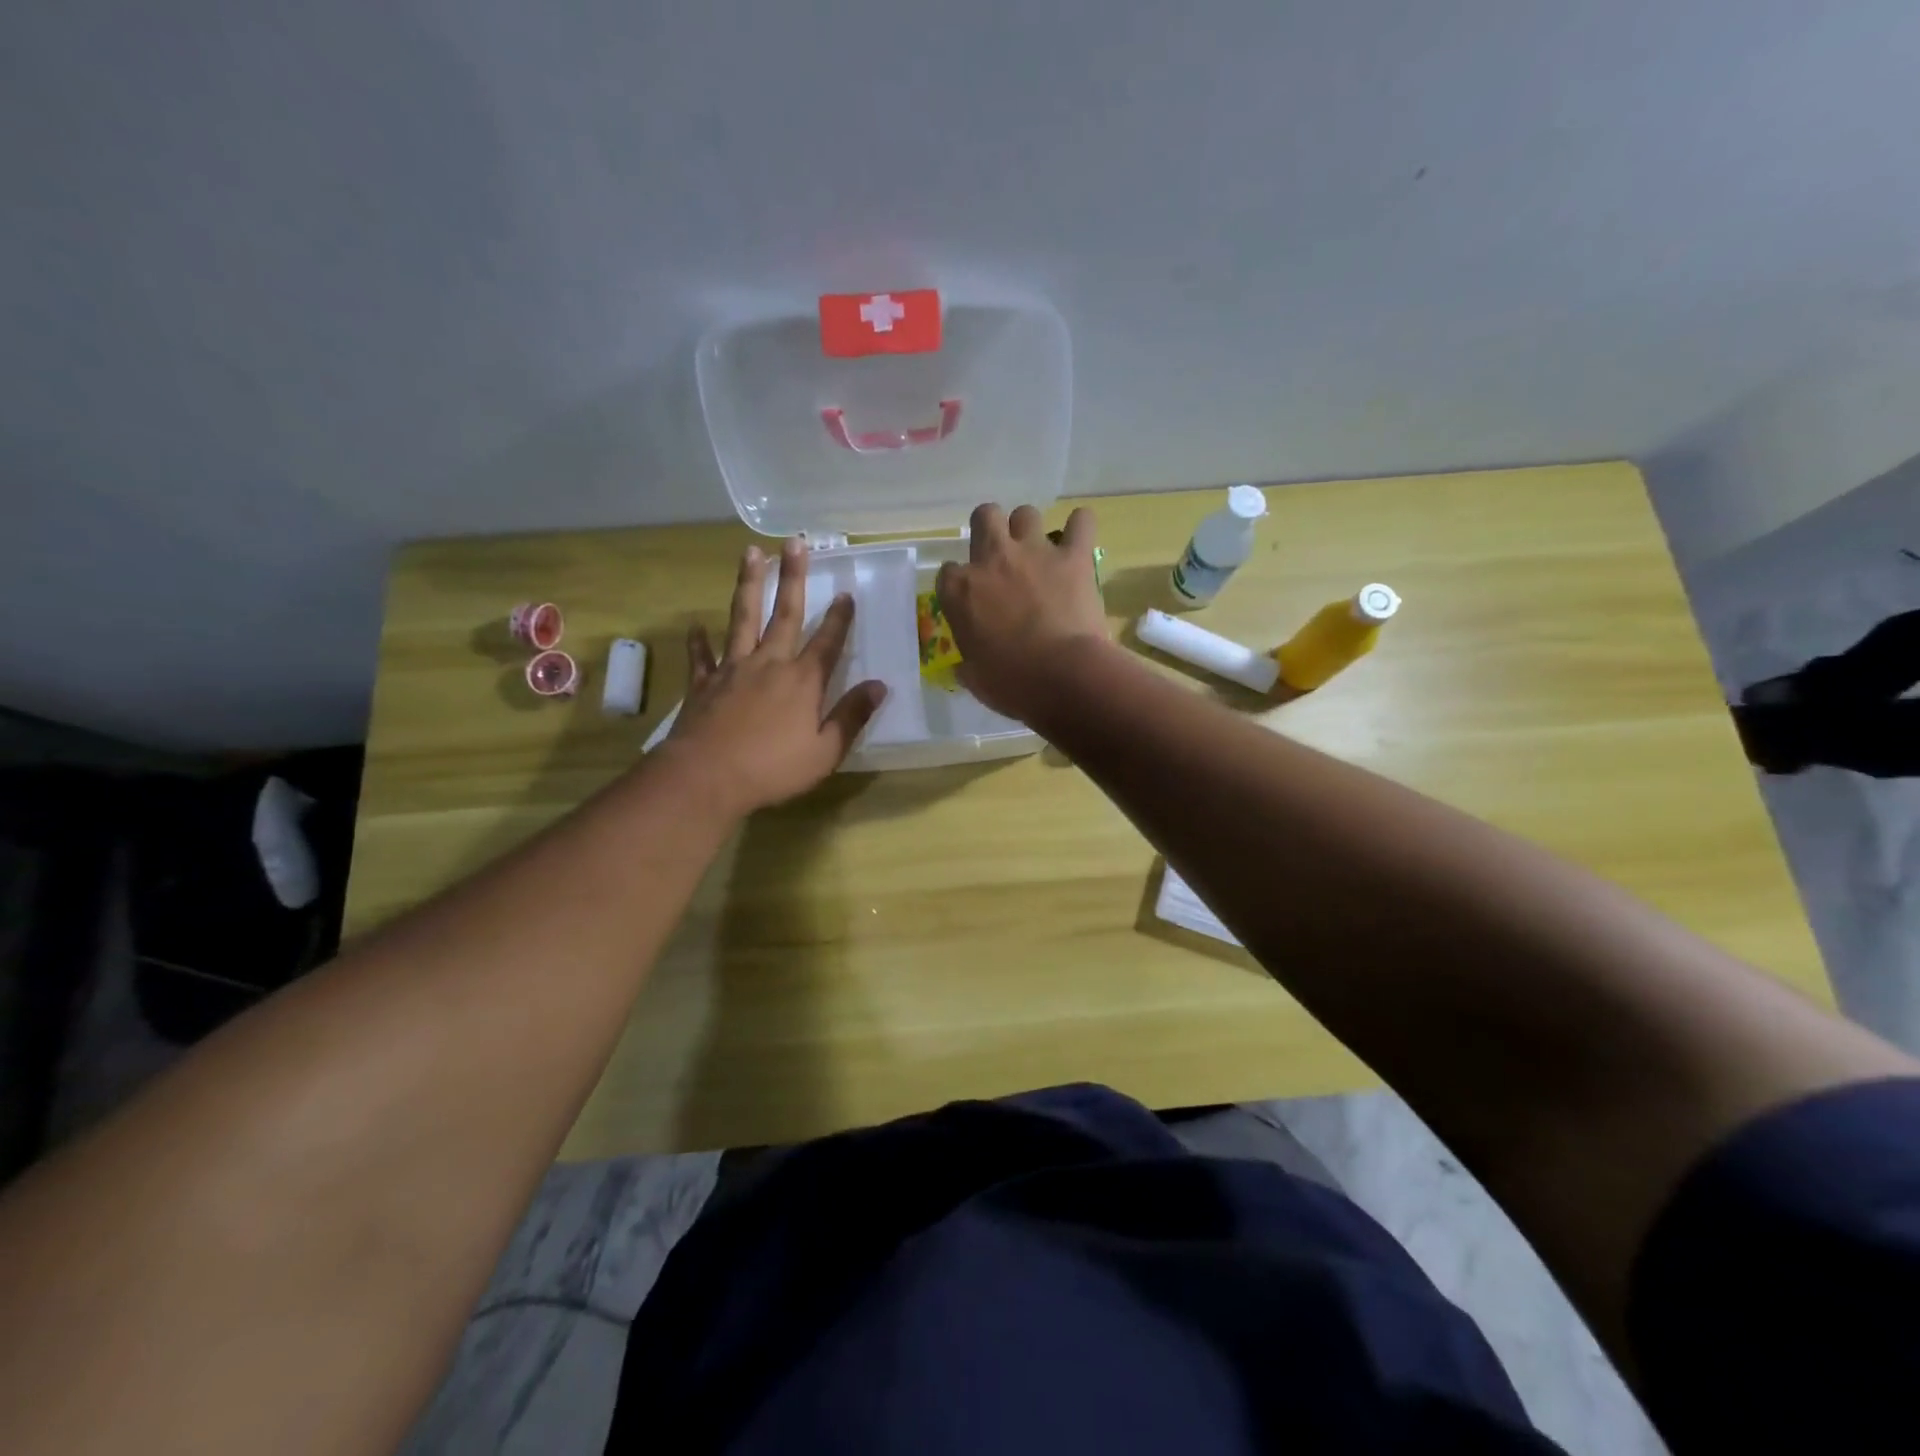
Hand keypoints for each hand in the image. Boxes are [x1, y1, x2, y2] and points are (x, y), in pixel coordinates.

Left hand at [665, 537, 886, 814]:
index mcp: (802, 681)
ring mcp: (732, 670)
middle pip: (785, 614)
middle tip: (795, 542)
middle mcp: (769, 664)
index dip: (840, 618)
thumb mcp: (825, 751)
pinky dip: (698, 642)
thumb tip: (879, 686)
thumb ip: (851, 716)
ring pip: (742, 619)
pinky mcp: (703, 684)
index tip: (847, 592)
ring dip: (749, 585)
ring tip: (751, 553)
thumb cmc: (772, 769)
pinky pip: (702, 657)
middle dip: (793, 578)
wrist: (706, 777)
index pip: (827, 642)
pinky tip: (696, 626)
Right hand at [934, 503, 1111, 721]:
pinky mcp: (1074, 557)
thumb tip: (966, 669)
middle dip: (991, 529)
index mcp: (960, 591)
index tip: (971, 601)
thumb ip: (968, 663)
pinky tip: (1079, 540)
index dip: (960, 585)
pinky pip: (1081, 522)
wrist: (1062, 677)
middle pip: (985, 517)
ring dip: (1030, 529)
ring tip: (1039, 553)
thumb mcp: (976, 677)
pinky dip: (1080, 527)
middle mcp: (992, 560)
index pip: (948, 572)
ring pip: (1026, 513)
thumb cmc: (1011, 684)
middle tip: (1001, 558)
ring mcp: (1034, 552)